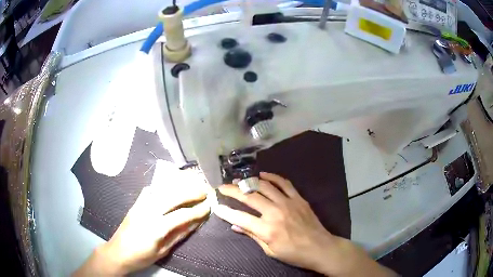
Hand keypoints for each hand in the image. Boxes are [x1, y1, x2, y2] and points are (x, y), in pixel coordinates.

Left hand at [74, 177, 209, 275]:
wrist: (117, 253)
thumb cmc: (141, 257)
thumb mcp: (163, 251)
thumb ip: (178, 235)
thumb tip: (194, 224)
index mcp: (156, 227)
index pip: (181, 215)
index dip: (197, 210)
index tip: (208, 206)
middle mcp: (148, 212)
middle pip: (172, 197)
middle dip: (190, 192)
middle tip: (204, 191)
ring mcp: (140, 206)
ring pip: (161, 190)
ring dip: (178, 187)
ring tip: (190, 185)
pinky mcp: (135, 204)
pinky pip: (149, 192)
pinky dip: (161, 188)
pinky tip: (167, 189)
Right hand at [215, 172, 395, 276]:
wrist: (319, 247)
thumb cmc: (293, 254)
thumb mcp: (270, 250)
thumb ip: (252, 235)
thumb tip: (235, 225)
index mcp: (266, 229)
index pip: (239, 217)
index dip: (225, 211)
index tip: (216, 205)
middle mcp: (275, 212)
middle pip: (249, 197)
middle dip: (232, 190)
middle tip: (222, 187)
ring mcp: (287, 203)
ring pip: (264, 186)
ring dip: (249, 182)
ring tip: (239, 181)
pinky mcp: (298, 198)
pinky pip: (284, 183)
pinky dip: (272, 177)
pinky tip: (263, 175)